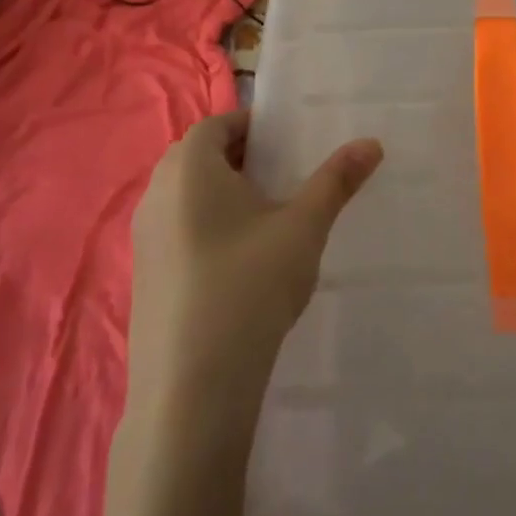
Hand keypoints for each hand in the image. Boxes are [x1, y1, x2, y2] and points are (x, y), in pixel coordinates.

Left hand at [129, 109, 383, 400]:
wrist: (191, 390)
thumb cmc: (249, 287)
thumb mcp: (303, 227)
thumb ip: (336, 180)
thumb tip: (372, 142)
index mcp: (189, 169)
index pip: (216, 124)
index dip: (250, 126)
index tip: (285, 142)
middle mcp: (156, 194)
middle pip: (196, 156)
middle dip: (237, 156)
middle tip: (281, 175)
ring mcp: (142, 238)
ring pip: (183, 195)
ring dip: (219, 192)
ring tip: (264, 217)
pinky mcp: (142, 276)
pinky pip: (174, 229)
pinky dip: (203, 226)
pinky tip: (237, 262)